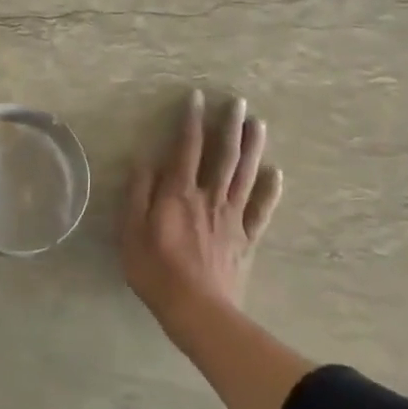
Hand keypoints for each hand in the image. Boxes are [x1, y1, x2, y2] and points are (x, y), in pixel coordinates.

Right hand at [122, 90, 282, 326]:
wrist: (198, 311)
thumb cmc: (156, 271)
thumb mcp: (131, 232)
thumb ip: (138, 194)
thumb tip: (145, 161)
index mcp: (179, 193)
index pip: (186, 148)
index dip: (191, 121)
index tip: (197, 97)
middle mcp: (209, 197)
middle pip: (223, 155)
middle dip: (230, 125)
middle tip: (238, 101)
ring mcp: (232, 217)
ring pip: (245, 175)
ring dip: (253, 147)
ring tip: (258, 123)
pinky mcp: (246, 239)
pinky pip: (261, 210)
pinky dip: (269, 191)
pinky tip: (276, 174)